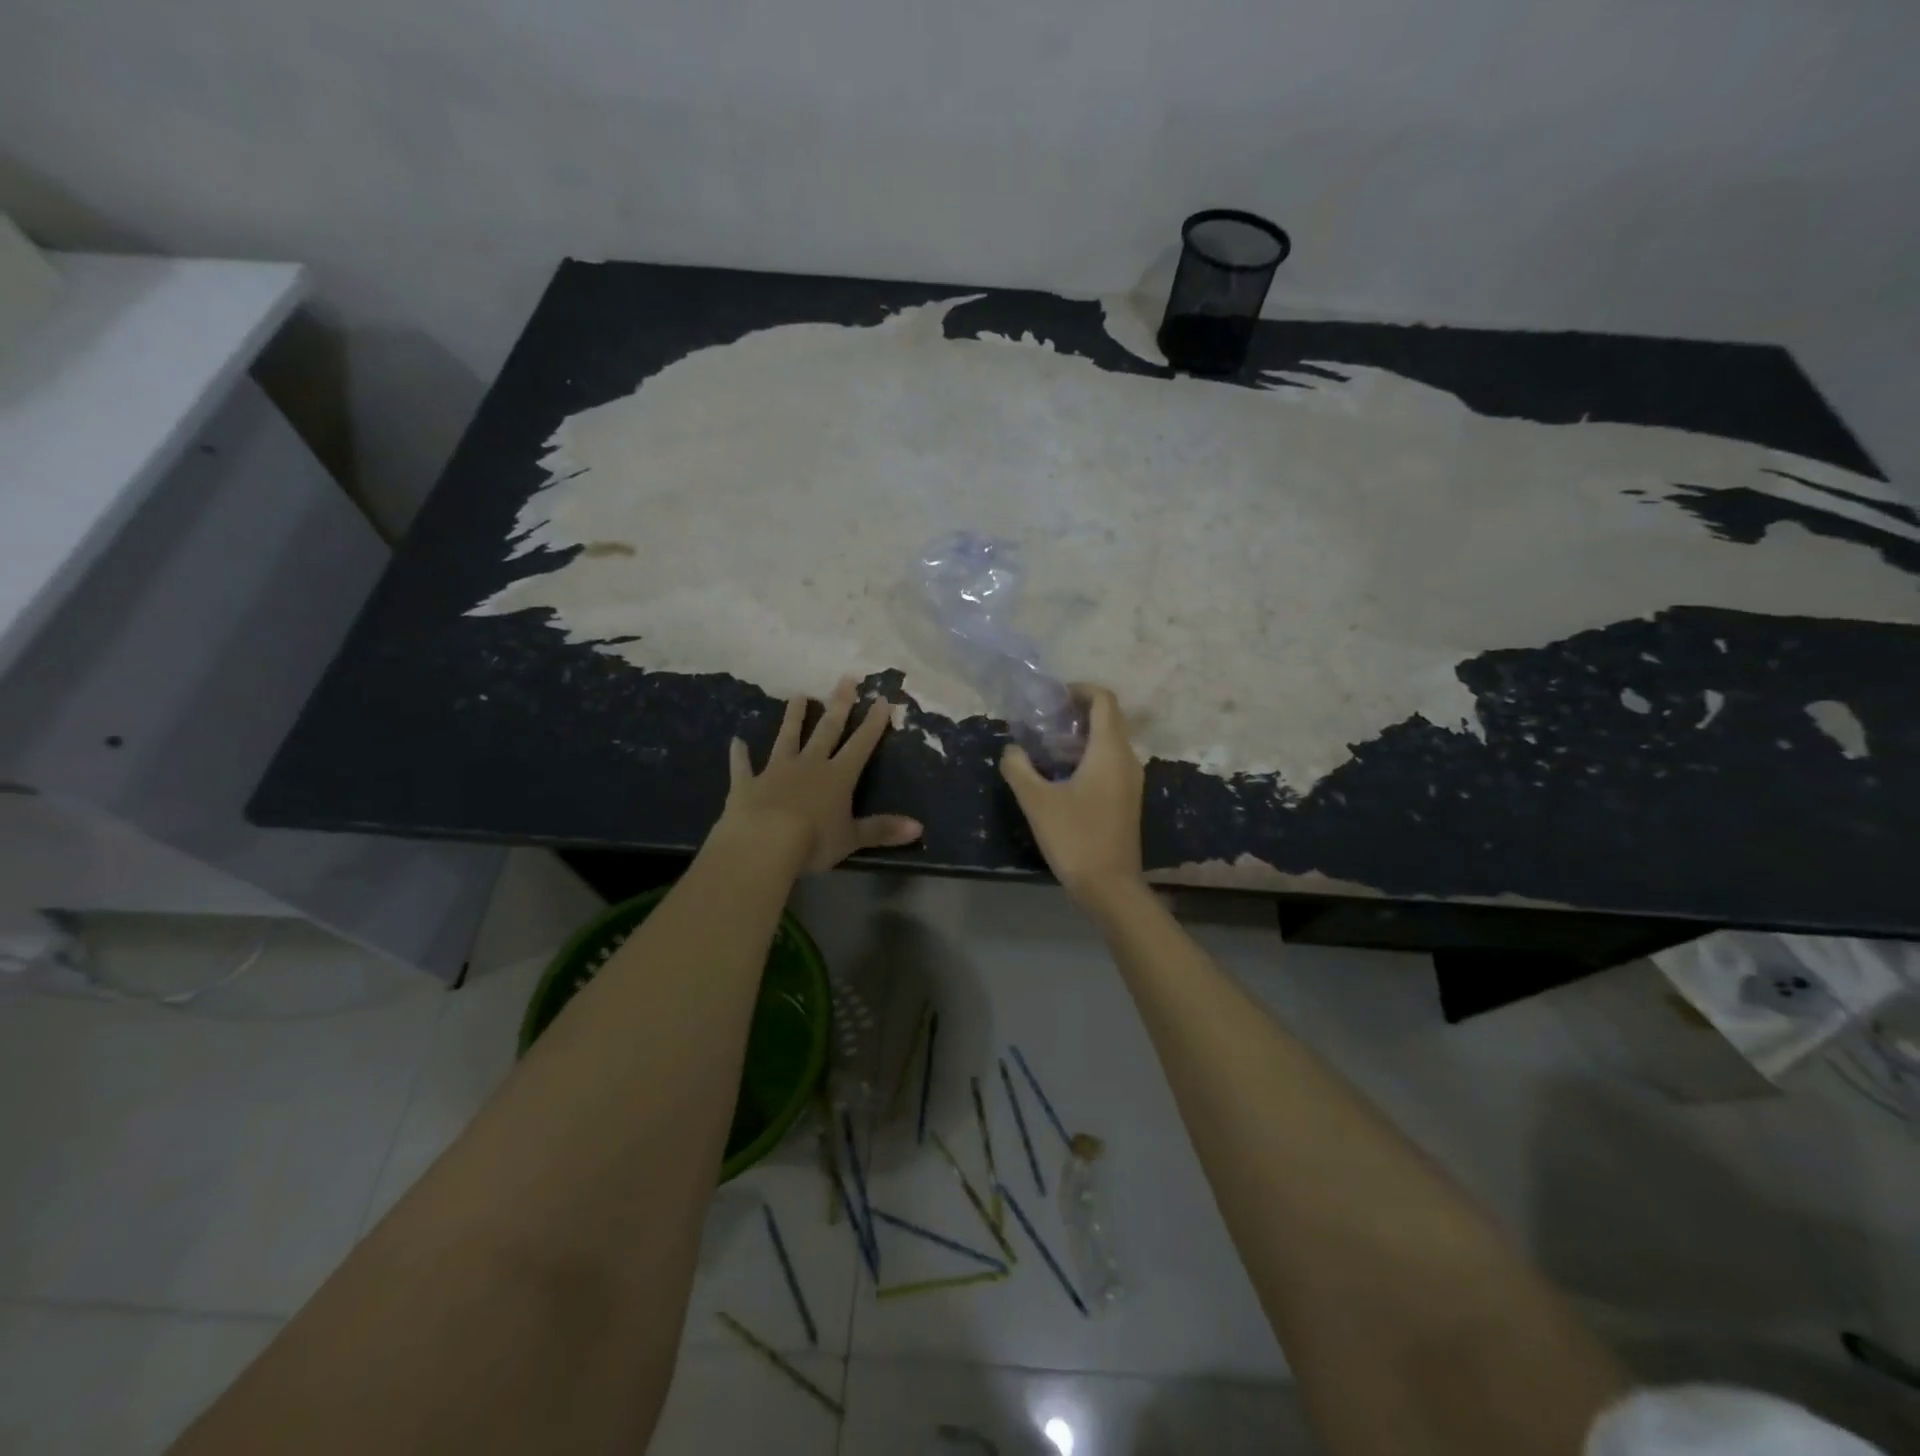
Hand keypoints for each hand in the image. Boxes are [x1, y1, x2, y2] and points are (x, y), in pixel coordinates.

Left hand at [719, 677, 922, 873]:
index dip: (873, 723)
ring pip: (787, 738)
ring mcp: (776, 771)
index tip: (881, 699)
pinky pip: (743, 766)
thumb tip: (919, 828)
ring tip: (799, 695)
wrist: (763, 843)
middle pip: (827, 730)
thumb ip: (882, 830)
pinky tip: (736, 741)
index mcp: (837, 777)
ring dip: (794, 718)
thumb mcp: (852, 839)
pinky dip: (740, 754)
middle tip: (845, 678)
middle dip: (838, 704)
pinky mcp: (747, 784)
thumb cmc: (813, 841)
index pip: (861, 744)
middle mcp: (809, 765)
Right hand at [999, 684, 1143, 904]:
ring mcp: (1131, 780)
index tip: (1052, 700)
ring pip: (1110, 741)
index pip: (1104, 700)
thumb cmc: (1075, 837)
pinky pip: (1110, 762)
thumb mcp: (1036, 801)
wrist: (1110, 886)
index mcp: (1110, 750)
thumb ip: (1019, 768)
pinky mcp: (1127, 798)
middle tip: (1043, 723)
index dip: (1079, 690)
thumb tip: (1012, 749)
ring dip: (1081, 737)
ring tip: (1047, 748)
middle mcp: (1127, 758)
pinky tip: (1062, 776)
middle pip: (1108, 718)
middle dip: (1077, 713)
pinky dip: (1088, 756)